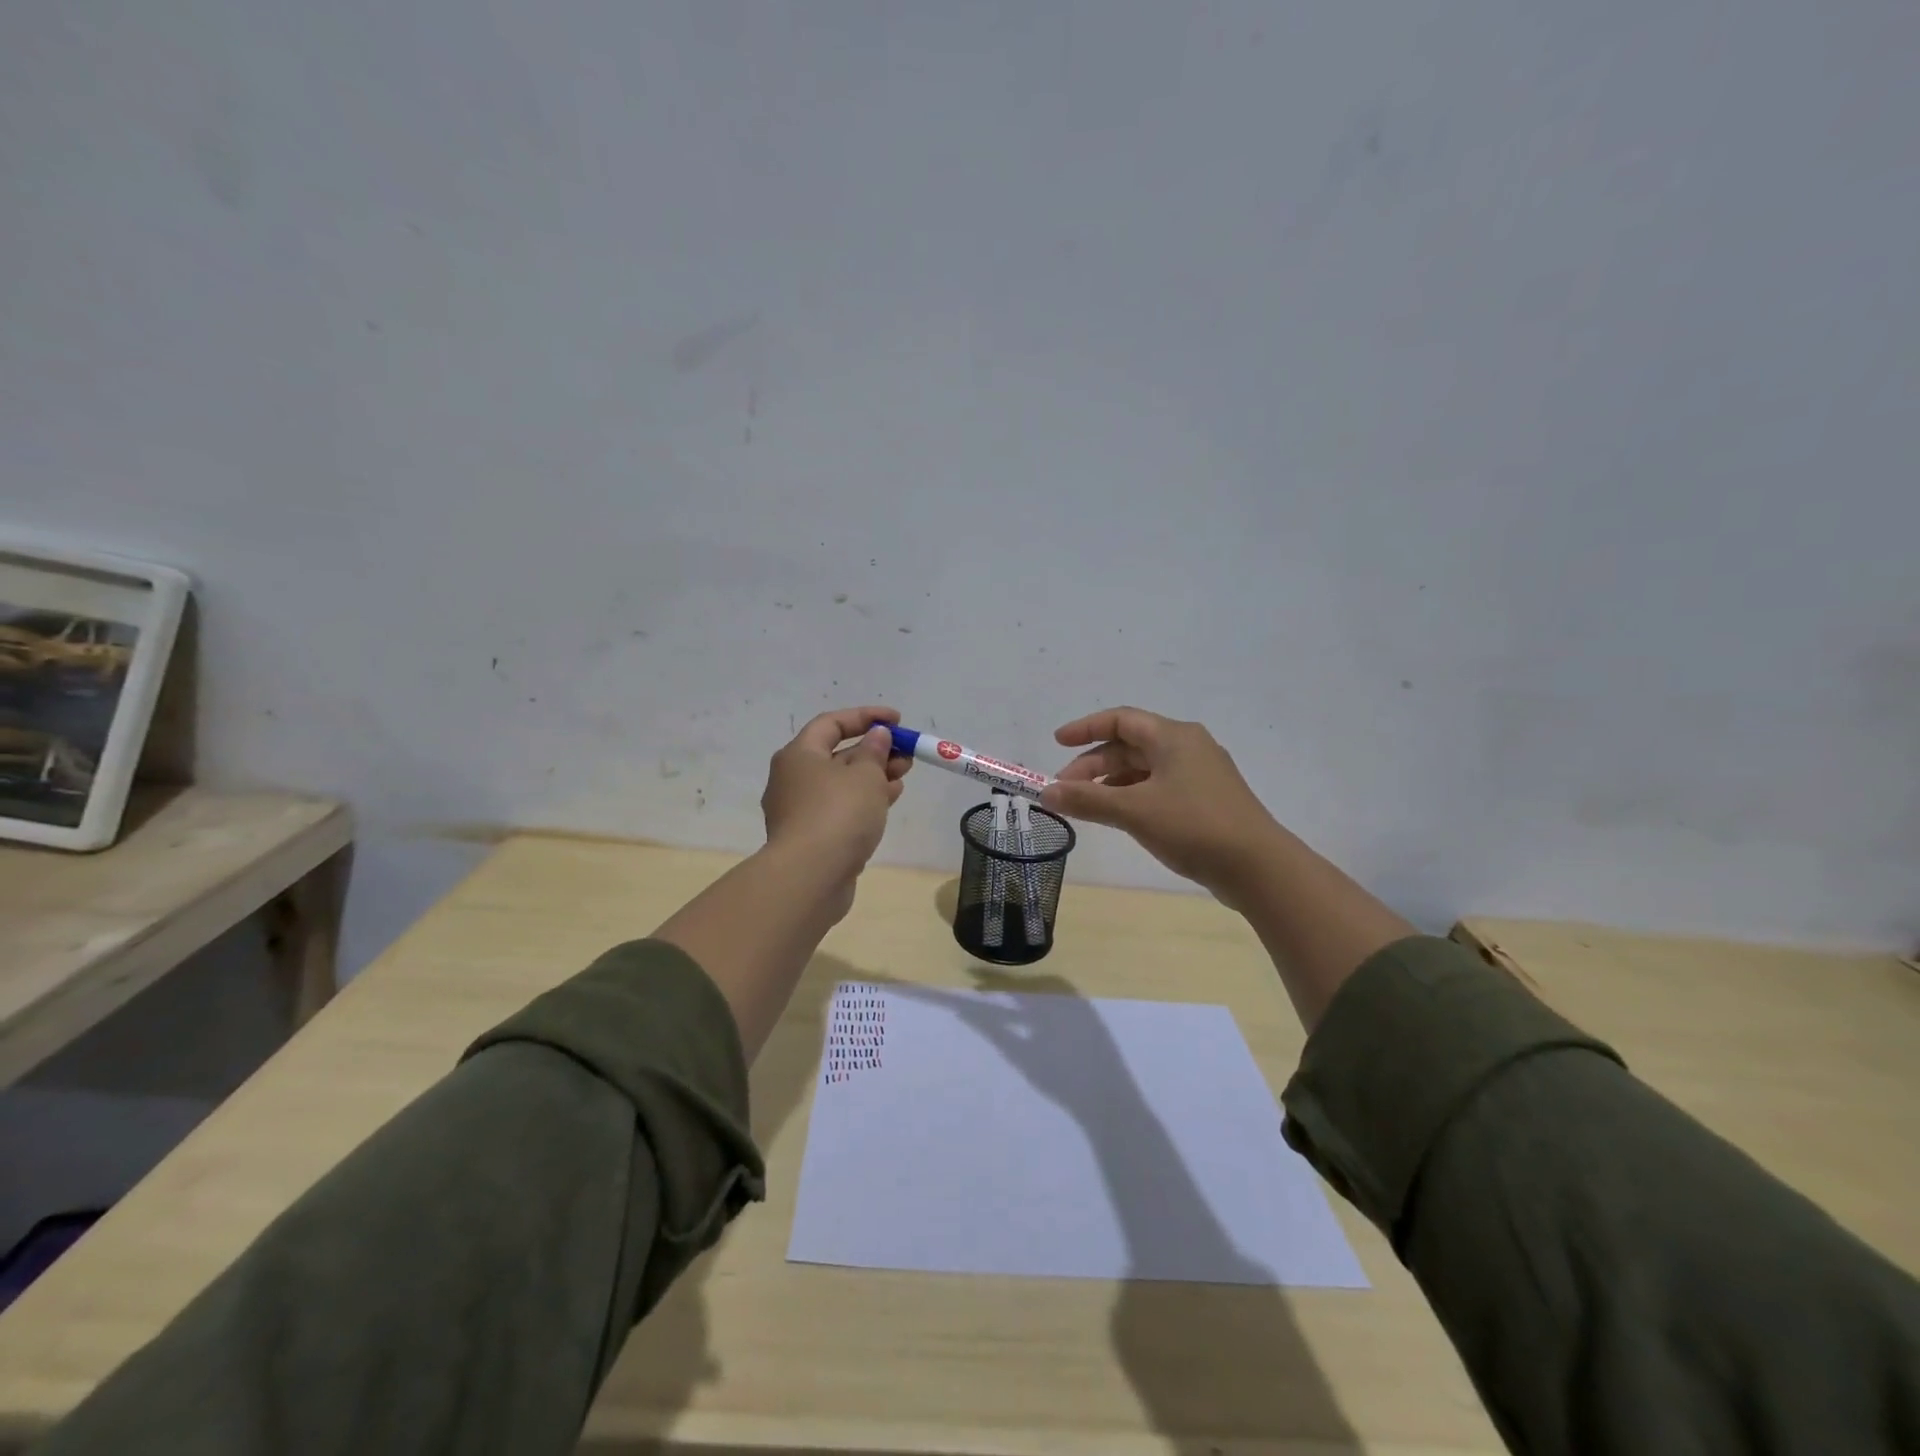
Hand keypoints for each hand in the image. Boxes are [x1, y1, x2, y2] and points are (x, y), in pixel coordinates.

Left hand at [760, 706, 911, 899]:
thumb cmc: (838, 814)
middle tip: (906, 753)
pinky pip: (840, 808)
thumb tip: (876, 736)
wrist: (810, 877)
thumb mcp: (865, 775)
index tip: (897, 720)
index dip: (866, 717)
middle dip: (874, 750)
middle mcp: (793, 779)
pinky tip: (889, 800)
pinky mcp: (811, 837)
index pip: (831, 723)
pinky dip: (864, 800)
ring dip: (873, 776)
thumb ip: (874, 751)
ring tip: (904, 775)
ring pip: (841, 784)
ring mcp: (800, 811)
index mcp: (798, 755)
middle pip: (836, 755)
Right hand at [1040, 707, 1281, 904]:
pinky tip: (1119, 818)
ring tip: (1086, 807)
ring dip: (1111, 784)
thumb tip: (1046, 793)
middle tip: (1065, 790)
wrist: (1258, 867)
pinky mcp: (1205, 801)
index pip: (1121, 719)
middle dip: (1093, 765)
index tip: (1056, 743)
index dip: (1085, 728)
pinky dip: (1132, 797)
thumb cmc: (1193, 826)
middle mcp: (1188, 747)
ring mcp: (1199, 774)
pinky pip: (1158, 788)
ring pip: (1143, 770)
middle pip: (1130, 746)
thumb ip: (1087, 799)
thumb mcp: (1134, 810)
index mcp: (1173, 736)